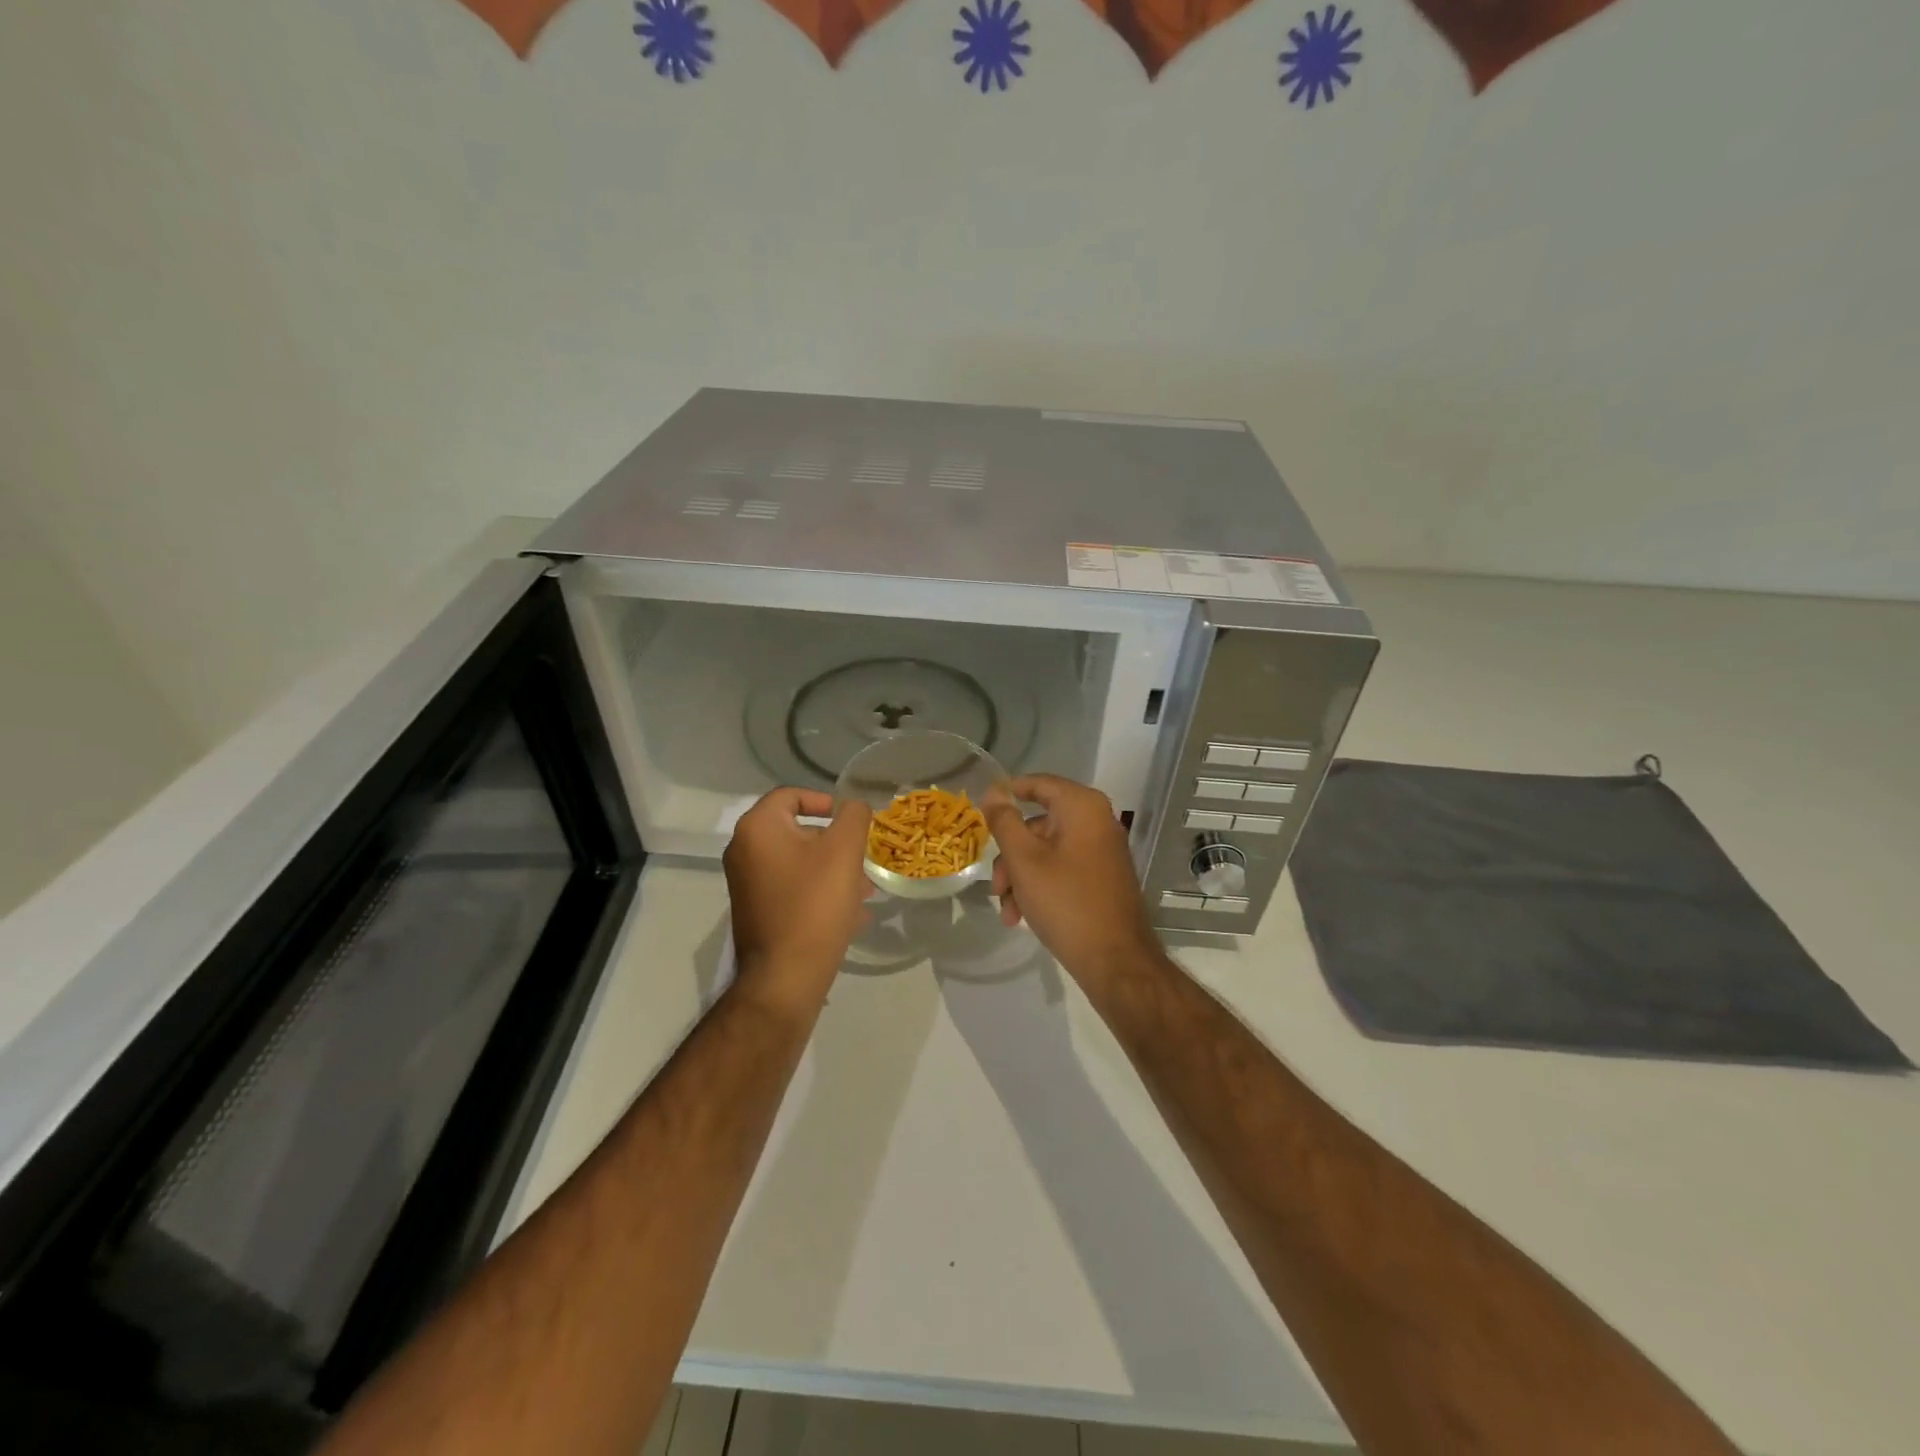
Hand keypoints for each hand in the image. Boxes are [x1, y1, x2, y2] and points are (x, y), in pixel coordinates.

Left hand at [722, 788, 871, 1015]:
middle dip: (836, 843)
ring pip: (799, 862)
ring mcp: (747, 883)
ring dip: (834, 870)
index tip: (851, 821)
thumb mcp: (844, 851)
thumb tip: (854, 806)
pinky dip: (820, 892)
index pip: (791, 795)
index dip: (825, 801)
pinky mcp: (756, 910)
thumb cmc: (814, 904)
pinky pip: (793, 888)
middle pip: (798, 830)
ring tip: (864, 892)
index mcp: (757, 829)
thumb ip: (854, 816)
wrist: (784, 977)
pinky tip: (851, 915)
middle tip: (863, 861)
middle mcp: (744, 851)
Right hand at [982, 775, 1159, 983]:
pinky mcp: (1103, 877)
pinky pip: (1063, 869)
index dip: (1008, 793)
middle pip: (1038, 824)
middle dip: (1010, 855)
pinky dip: (1041, 886)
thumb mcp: (1024, 860)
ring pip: (1047, 851)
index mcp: (1082, 807)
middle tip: (996, 886)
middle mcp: (1097, 821)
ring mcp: (1102, 851)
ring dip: (1021, 877)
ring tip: (1009, 912)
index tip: (982, 813)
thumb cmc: (1066, 902)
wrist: (1115, 960)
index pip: (1038, 784)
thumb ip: (1005, 821)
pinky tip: (1023, 917)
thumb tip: (994, 790)